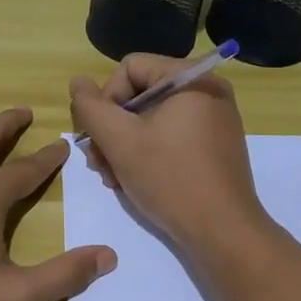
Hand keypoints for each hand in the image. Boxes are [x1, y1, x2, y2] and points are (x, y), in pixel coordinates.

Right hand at [69, 56, 270, 254]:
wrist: (223, 232)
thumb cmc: (170, 179)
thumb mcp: (120, 141)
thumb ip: (91, 107)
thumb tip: (78, 82)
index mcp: (191, 78)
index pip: (130, 68)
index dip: (106, 99)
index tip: (99, 136)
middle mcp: (208, 90)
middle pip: (140, 95)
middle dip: (113, 129)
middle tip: (99, 164)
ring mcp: (214, 119)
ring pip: (152, 119)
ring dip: (124, 146)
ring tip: (113, 178)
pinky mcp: (215, 146)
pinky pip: (171, 136)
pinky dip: (148, 154)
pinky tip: (133, 181)